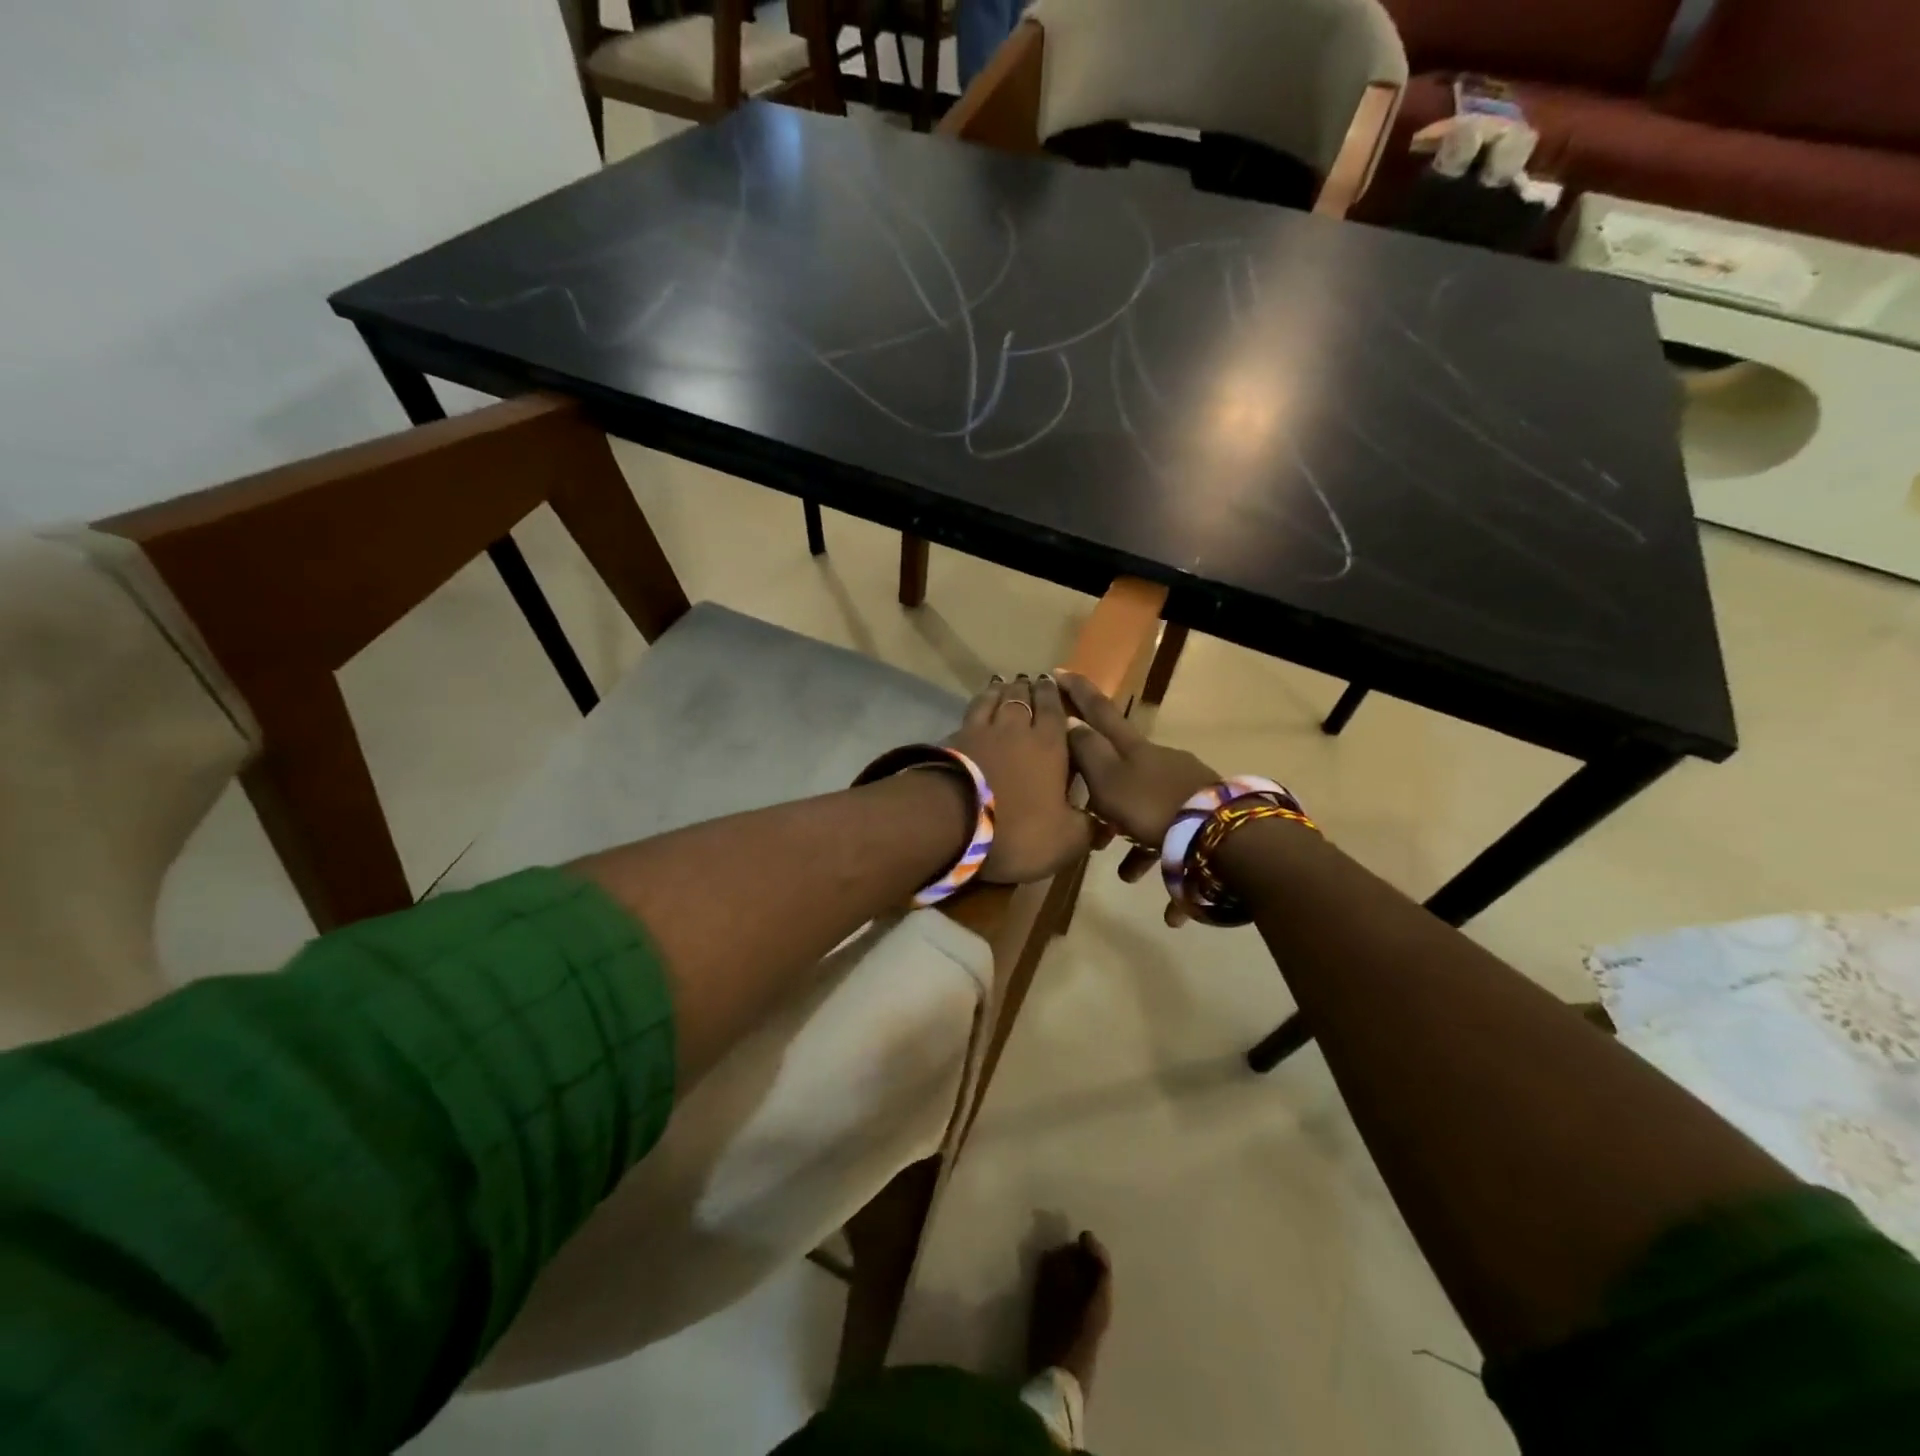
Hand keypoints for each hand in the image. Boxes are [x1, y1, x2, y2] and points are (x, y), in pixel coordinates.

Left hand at [948, 675, 1093, 884]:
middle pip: (1022, 698)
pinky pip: (969, 715)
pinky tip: (975, 709)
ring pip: (993, 701)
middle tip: (1029, 680)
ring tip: (1002, 684)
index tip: (1053, 682)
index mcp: (1049, 746)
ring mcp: (980, 731)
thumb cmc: (1018, 829)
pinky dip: (976, 706)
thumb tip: (1105, 825)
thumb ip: (1087, 829)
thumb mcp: (1064, 840)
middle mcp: (1016, 730)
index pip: (1054, 710)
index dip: (1054, 695)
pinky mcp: (952, 741)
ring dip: (1000, 691)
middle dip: (1028, 688)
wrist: (953, 822)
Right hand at [1058, 672, 1217, 886]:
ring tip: (1129, 874)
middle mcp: (1161, 764)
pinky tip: (1173, 909)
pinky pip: (1180, 844)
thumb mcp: (1108, 781)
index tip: (1060, 672)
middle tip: (1094, 827)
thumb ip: (1087, 753)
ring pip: (1150, 812)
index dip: (1078, 694)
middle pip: (1124, 772)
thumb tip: (1071, 725)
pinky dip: (1171, 868)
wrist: (1226, 838)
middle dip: (1105, 797)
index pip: (1099, 712)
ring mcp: (1187, 790)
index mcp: (1134, 751)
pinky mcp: (1207, 818)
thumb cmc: (1154, 807)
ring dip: (1137, 842)